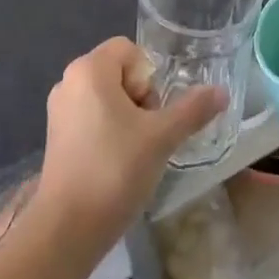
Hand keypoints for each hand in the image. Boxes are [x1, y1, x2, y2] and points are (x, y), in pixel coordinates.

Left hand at [34, 39, 226, 246]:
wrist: (67, 228)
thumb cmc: (114, 169)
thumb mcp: (161, 137)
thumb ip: (193, 109)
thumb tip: (222, 92)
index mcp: (89, 69)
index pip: (130, 49)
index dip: (149, 76)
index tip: (153, 111)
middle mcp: (69, 81)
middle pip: (118, 71)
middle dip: (141, 97)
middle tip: (148, 132)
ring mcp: (59, 110)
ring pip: (106, 97)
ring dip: (127, 116)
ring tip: (135, 151)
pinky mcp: (56, 136)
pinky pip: (91, 117)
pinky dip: (108, 131)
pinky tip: (116, 163)